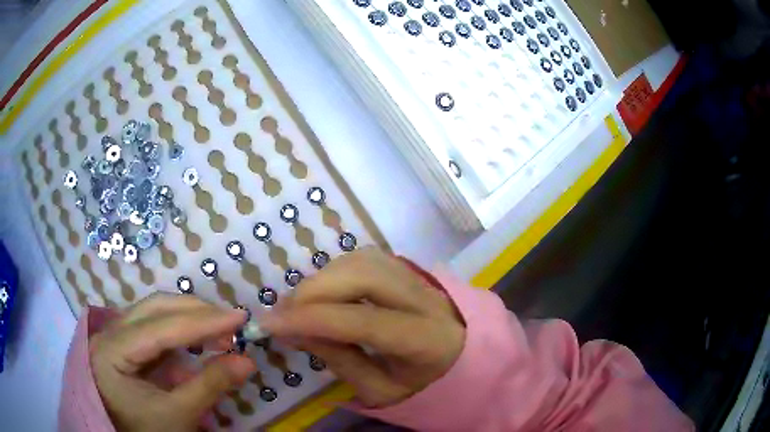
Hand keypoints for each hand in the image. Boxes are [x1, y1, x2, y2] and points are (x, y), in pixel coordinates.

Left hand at [90, 293, 256, 431]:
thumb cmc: (146, 431)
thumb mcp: (178, 414)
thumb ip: (210, 385)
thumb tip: (248, 362)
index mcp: (111, 351)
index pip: (159, 328)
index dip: (201, 322)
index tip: (239, 317)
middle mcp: (109, 332)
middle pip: (154, 308)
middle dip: (195, 312)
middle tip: (232, 321)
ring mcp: (115, 333)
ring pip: (154, 311)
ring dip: (189, 316)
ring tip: (221, 328)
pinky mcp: (126, 341)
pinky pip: (154, 324)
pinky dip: (180, 328)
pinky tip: (200, 336)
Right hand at [262, 248, 464, 407]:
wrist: (461, 359)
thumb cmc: (422, 384)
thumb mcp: (382, 391)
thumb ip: (341, 361)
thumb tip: (296, 331)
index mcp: (427, 340)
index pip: (364, 321)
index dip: (313, 320)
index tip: (271, 324)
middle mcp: (427, 299)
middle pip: (366, 276)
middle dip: (315, 290)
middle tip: (284, 312)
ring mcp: (420, 277)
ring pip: (363, 261)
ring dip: (323, 278)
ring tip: (299, 305)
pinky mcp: (409, 269)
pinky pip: (365, 258)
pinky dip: (336, 271)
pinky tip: (323, 292)